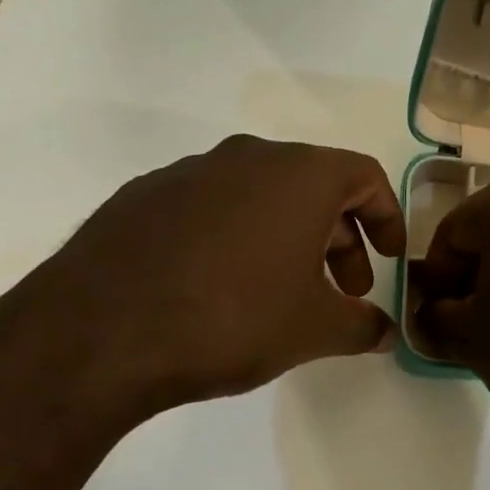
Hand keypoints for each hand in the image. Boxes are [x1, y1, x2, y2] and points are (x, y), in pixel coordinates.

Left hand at [0, 135, 405, 424]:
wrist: (100, 332)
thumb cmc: (231, 319)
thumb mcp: (312, 330)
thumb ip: (361, 326)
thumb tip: (385, 332)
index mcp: (298, 175)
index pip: (364, 176)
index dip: (386, 216)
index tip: (389, 258)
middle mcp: (246, 157)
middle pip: (313, 185)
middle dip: (339, 237)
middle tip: (342, 290)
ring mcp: (189, 171)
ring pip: (260, 194)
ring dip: (286, 235)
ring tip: (282, 292)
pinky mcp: (143, 194)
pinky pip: (210, 206)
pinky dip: (234, 235)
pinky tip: (219, 286)